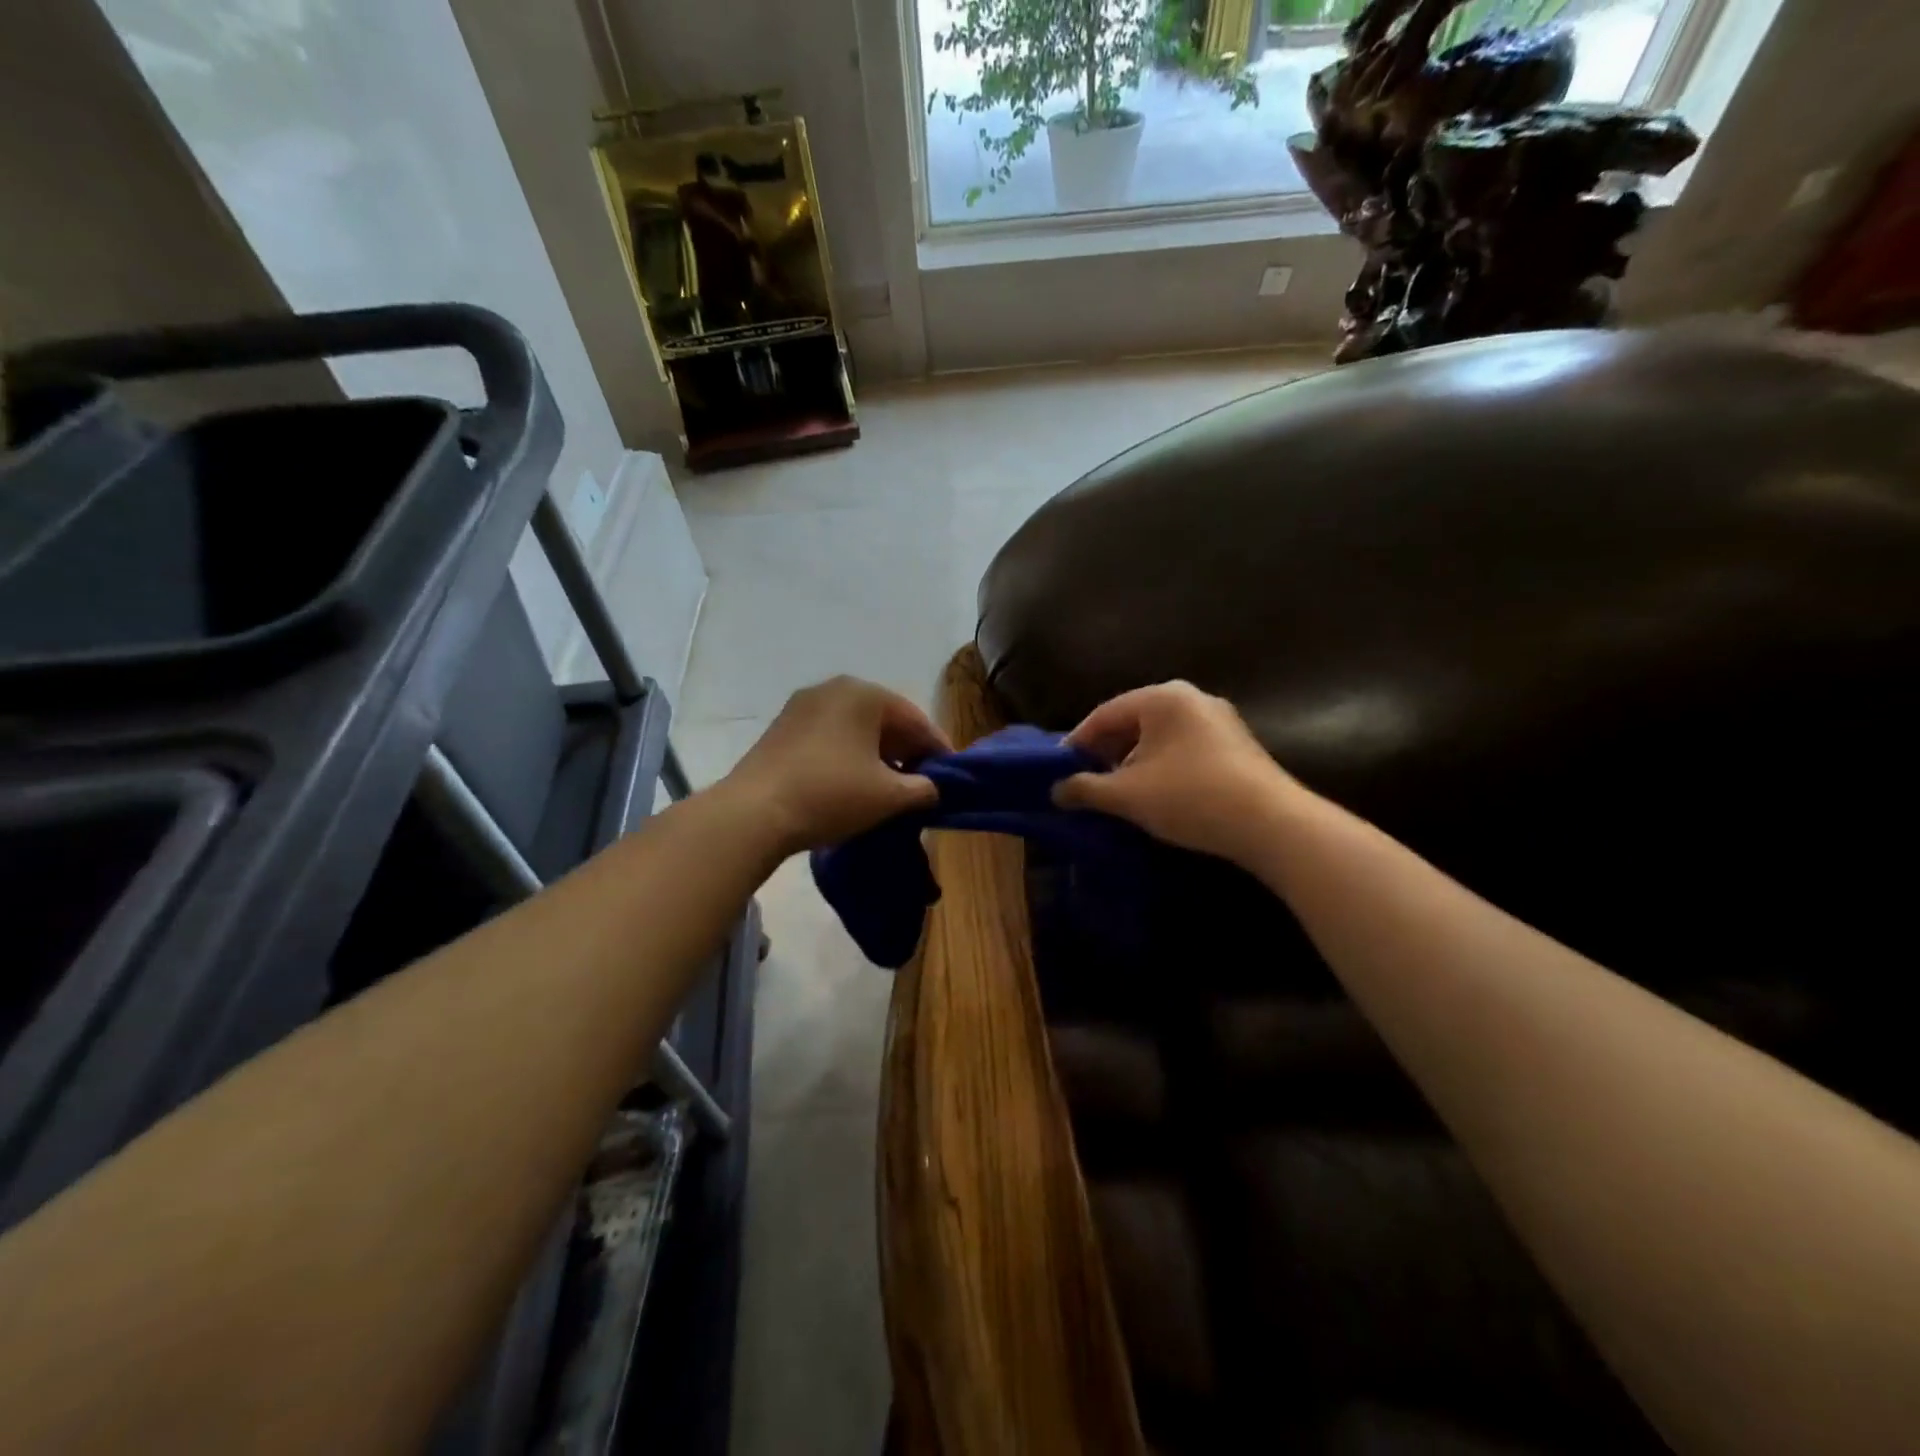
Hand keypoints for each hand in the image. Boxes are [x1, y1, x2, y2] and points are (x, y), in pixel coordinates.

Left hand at [723, 677, 950, 854]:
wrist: (754, 812)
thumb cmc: (831, 794)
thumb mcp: (889, 796)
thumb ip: (923, 788)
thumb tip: (932, 788)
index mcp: (864, 694)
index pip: (915, 719)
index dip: (937, 749)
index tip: (951, 775)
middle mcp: (833, 689)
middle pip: (884, 720)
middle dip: (906, 751)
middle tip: (923, 782)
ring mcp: (803, 706)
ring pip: (855, 729)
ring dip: (878, 755)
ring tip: (891, 787)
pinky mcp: (782, 728)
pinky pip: (830, 737)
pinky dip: (849, 756)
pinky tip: (854, 783)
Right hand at [1053, 682, 1295, 866]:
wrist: (1272, 824)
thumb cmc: (1190, 796)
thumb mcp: (1128, 795)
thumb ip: (1085, 789)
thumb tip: (1056, 791)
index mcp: (1162, 697)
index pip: (1104, 714)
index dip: (1076, 744)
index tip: (1058, 771)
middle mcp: (1191, 698)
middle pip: (1132, 722)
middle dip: (1105, 753)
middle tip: (1084, 783)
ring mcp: (1218, 720)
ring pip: (1158, 737)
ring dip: (1132, 763)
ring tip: (1115, 794)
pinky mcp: (1235, 745)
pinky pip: (1182, 748)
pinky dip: (1160, 767)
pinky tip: (1154, 795)